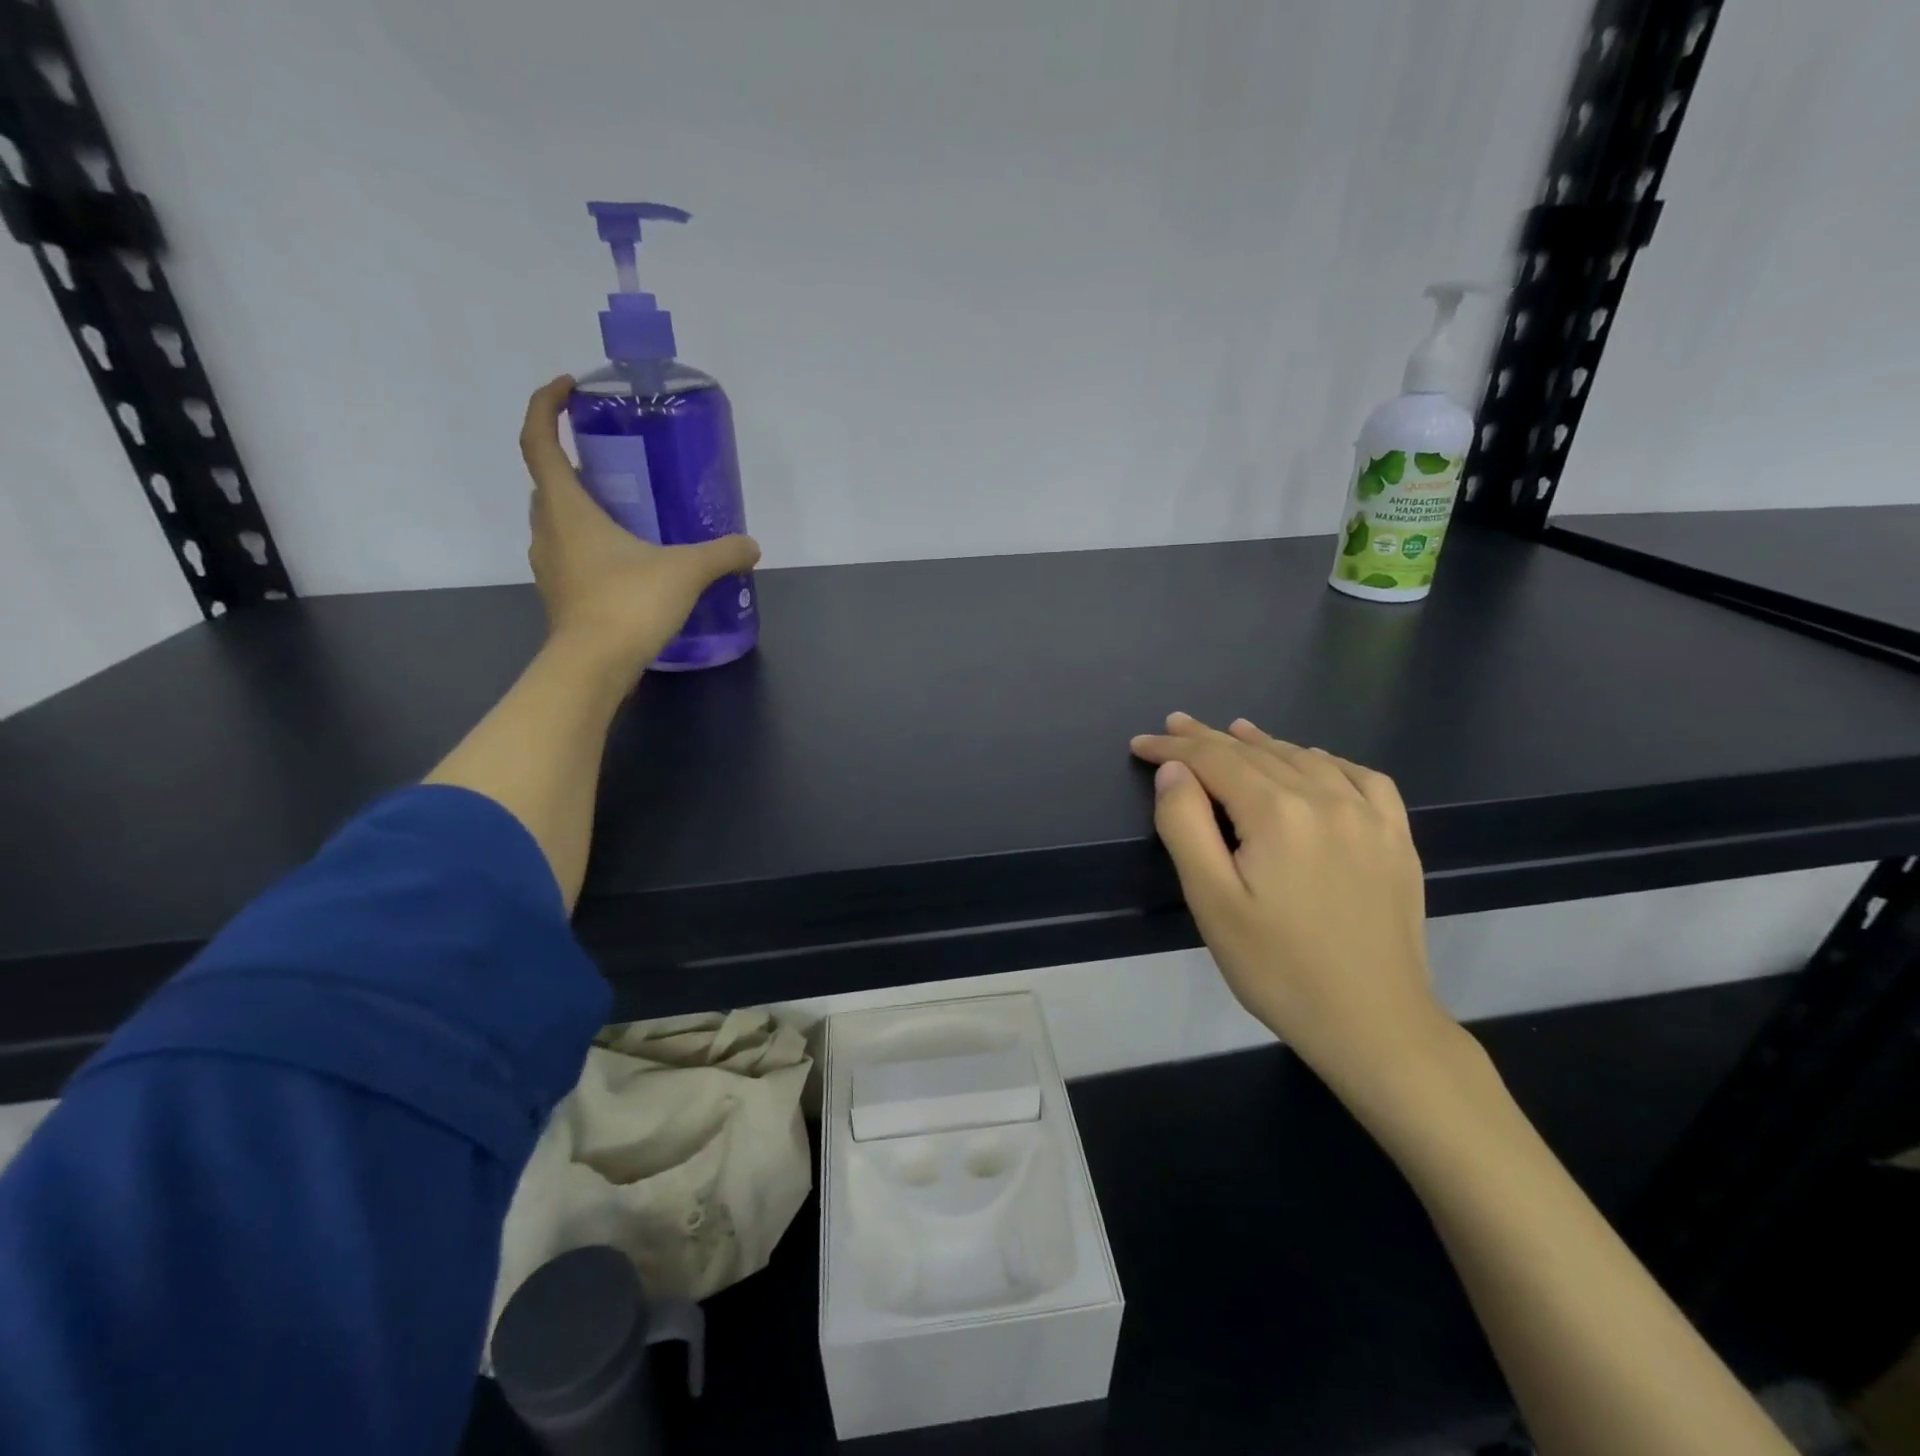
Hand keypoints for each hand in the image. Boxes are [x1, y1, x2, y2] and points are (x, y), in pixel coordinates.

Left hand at [519, 376, 759, 672]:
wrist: (593, 667)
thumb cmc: (628, 604)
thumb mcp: (686, 571)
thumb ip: (721, 553)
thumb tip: (751, 546)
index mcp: (566, 507)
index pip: (539, 440)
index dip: (547, 406)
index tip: (569, 389)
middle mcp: (548, 529)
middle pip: (548, 479)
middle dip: (573, 460)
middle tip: (614, 459)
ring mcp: (550, 565)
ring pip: (557, 519)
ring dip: (582, 504)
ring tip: (626, 508)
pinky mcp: (562, 593)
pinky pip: (570, 551)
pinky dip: (590, 541)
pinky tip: (628, 558)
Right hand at [1129, 713, 1451, 1088]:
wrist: (1373, 1024)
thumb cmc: (1277, 968)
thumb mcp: (1211, 901)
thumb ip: (1185, 826)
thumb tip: (1174, 772)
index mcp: (1279, 813)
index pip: (1215, 761)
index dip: (1173, 748)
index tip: (1140, 742)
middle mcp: (1328, 799)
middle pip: (1257, 754)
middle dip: (1209, 739)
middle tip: (1175, 726)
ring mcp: (1371, 817)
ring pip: (1306, 759)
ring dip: (1263, 744)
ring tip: (1234, 732)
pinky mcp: (1397, 839)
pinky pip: (1363, 778)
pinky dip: (1328, 761)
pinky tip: (1316, 763)